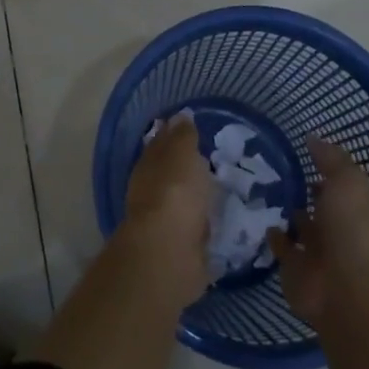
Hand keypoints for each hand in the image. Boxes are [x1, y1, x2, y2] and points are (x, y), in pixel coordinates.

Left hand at [122, 112, 213, 306]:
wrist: (169, 252)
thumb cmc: (175, 193)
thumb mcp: (181, 154)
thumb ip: (182, 136)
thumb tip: (179, 117)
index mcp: (148, 165)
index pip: (160, 144)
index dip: (174, 135)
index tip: (191, 128)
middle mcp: (151, 192)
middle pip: (170, 175)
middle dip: (186, 168)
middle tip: (212, 159)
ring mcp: (164, 222)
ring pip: (182, 202)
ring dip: (196, 197)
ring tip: (220, 190)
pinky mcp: (180, 249)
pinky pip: (195, 229)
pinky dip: (204, 224)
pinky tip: (219, 220)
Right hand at [267, 137, 368, 326]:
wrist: (346, 294)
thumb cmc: (354, 231)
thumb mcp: (349, 182)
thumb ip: (331, 159)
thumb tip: (312, 137)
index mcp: (361, 209)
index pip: (344, 184)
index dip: (328, 168)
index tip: (303, 150)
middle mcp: (342, 230)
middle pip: (323, 205)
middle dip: (306, 190)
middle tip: (276, 165)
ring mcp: (320, 251)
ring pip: (302, 226)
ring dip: (290, 212)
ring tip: (263, 187)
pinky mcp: (296, 269)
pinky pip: (283, 247)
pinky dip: (274, 236)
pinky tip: (260, 218)